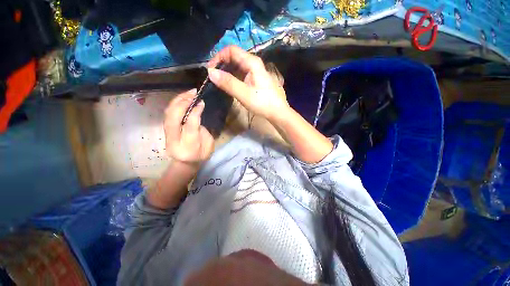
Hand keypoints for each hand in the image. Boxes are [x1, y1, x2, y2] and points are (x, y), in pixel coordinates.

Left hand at [163, 89, 213, 166]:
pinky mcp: (166, 127)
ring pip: (169, 112)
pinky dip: (175, 103)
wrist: (185, 162)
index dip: (195, 112)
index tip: (201, 102)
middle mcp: (174, 137)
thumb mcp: (208, 146)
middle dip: (183, 101)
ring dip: (178, 99)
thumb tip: (199, 113)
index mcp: (188, 144)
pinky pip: (168, 112)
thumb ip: (204, 131)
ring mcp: (167, 132)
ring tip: (189, 92)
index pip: (189, 124)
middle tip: (194, 93)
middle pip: (174, 116)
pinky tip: (183, 98)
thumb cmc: (200, 155)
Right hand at [207, 45, 289, 122]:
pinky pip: (241, 74)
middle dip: (221, 64)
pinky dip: (233, 77)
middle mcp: (253, 63)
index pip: (231, 50)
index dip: (218, 57)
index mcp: (252, 62)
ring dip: (226, 71)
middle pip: (234, 57)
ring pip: (237, 66)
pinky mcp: (255, 79)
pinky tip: (229, 85)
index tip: (210, 70)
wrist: (277, 112)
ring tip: (218, 82)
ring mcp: (255, 71)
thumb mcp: (244, 94)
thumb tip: (210, 72)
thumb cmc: (263, 103)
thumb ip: (228, 83)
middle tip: (213, 77)